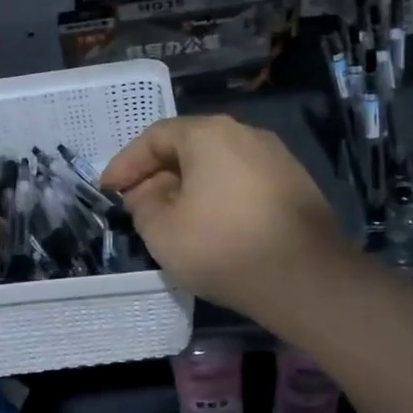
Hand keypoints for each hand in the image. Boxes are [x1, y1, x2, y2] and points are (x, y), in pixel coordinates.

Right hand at [101, 115, 350, 317]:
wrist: (305, 278)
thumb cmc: (223, 247)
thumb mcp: (162, 231)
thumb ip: (143, 204)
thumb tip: (148, 192)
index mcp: (209, 134)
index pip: (156, 137)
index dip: (126, 163)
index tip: (107, 190)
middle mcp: (245, 134)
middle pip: (189, 147)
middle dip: (157, 175)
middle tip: (136, 204)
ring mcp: (276, 158)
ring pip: (217, 165)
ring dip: (189, 187)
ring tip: (171, 217)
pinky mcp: (295, 185)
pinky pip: (242, 182)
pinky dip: (218, 197)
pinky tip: (211, 226)